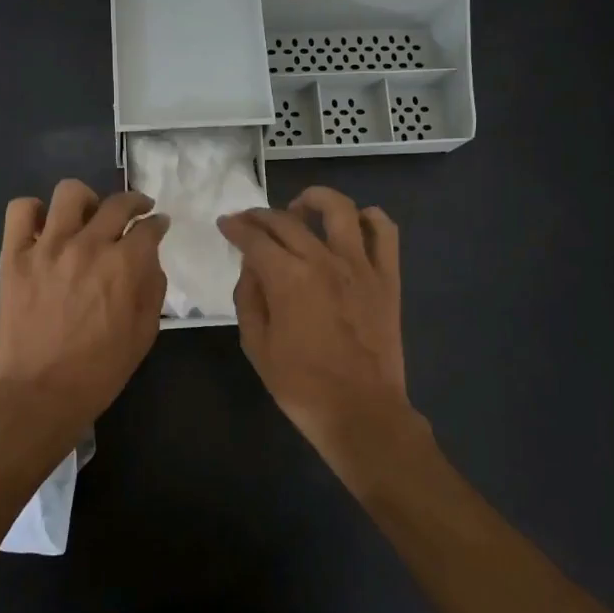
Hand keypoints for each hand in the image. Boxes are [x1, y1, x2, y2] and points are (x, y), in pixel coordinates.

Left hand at [0, 180, 168, 452]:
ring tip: (86, 217)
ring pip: (70, 193)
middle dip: (134, 203)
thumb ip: (152, 288)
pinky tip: (45, 229)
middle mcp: (88, 245)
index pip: (149, 227)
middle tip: (135, 213)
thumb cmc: (100, 370)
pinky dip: (34, 212)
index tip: (158, 225)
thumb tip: (150, 259)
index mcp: (124, 265)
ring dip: (86, 201)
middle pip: (117, 203)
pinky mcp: (14, 255)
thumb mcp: (145, 333)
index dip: (158, 223)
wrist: (40, 394)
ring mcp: (47, 247)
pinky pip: (21, 211)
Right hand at [218, 186, 426, 479]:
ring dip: (315, 200)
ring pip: (340, 209)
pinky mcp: (387, 277)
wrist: (361, 412)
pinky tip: (354, 223)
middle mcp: (323, 260)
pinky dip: (370, 218)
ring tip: (301, 208)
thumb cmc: (302, 386)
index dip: (235, 227)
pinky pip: (385, 232)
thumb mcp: (257, 346)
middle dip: (261, 215)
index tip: (226, 224)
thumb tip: (251, 268)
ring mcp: (360, 265)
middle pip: (287, 220)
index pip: (254, 239)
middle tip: (250, 222)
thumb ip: (249, 299)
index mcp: (287, 278)